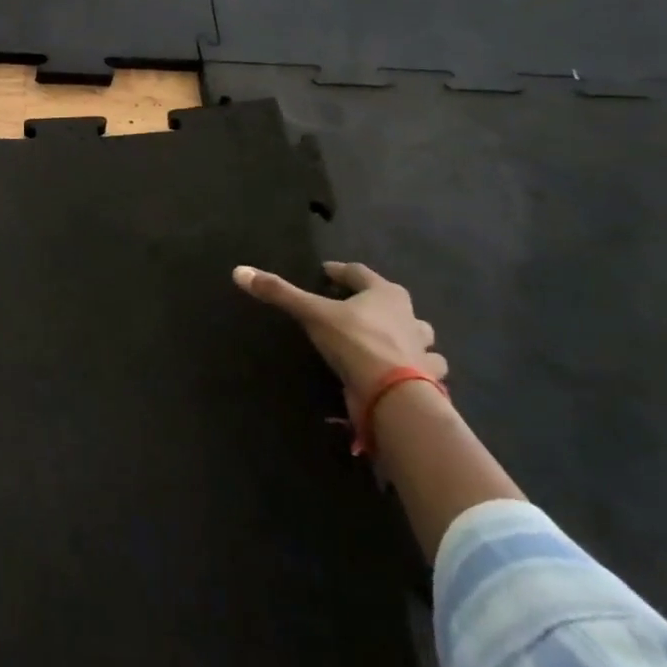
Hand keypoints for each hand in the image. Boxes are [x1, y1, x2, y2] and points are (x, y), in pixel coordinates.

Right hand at [231, 260, 444, 413]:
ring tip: (385, 339)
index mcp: (386, 294)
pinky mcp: (428, 378)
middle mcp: (410, 316)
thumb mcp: (312, 313)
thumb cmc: (355, 342)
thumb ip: (279, 293)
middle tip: (352, 306)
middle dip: (375, 301)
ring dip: (405, 334)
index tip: (325, 272)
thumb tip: (239, 271)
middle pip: (392, 301)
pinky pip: (425, 366)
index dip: (340, 271)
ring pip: (416, 334)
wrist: (395, 395)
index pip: (359, 272)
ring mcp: (423, 348)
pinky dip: (417, 366)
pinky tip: (402, 370)